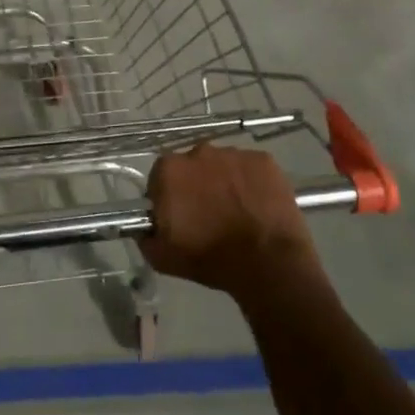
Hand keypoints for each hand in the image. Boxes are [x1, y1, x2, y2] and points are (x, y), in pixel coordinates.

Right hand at [140, 144, 320, 297]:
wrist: (268, 262)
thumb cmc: (210, 258)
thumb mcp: (162, 257)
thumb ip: (146, 235)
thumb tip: (146, 227)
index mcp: (170, 170)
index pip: (160, 178)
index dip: (168, 198)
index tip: (179, 218)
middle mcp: (199, 151)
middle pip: (192, 167)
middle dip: (197, 186)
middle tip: (208, 215)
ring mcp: (234, 153)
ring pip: (223, 166)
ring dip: (225, 183)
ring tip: (237, 213)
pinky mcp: (264, 160)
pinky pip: (251, 169)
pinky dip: (252, 183)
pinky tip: (258, 206)